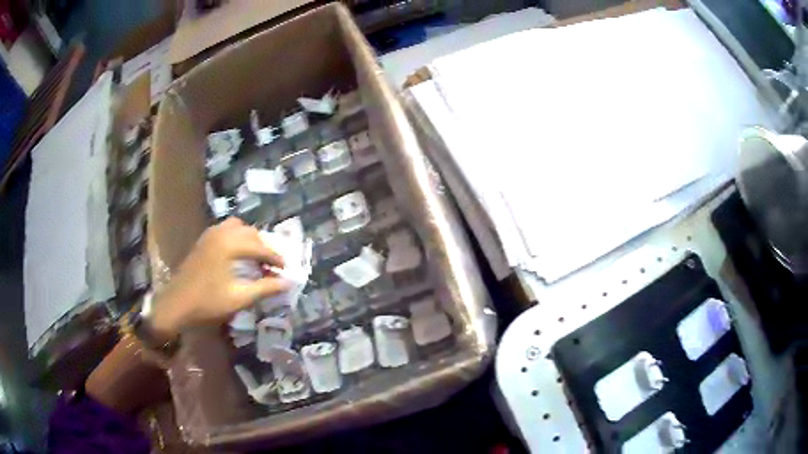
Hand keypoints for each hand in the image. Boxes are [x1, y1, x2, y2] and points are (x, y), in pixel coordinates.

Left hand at [149, 217, 288, 340]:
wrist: (176, 304)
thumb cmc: (208, 302)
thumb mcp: (239, 298)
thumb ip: (265, 288)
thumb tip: (287, 282)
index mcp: (229, 244)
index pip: (260, 246)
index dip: (275, 257)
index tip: (286, 270)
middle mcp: (221, 233)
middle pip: (250, 233)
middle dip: (264, 247)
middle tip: (272, 266)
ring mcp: (210, 234)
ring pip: (238, 228)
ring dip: (250, 240)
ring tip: (256, 258)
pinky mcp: (203, 240)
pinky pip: (226, 230)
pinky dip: (237, 238)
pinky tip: (238, 255)